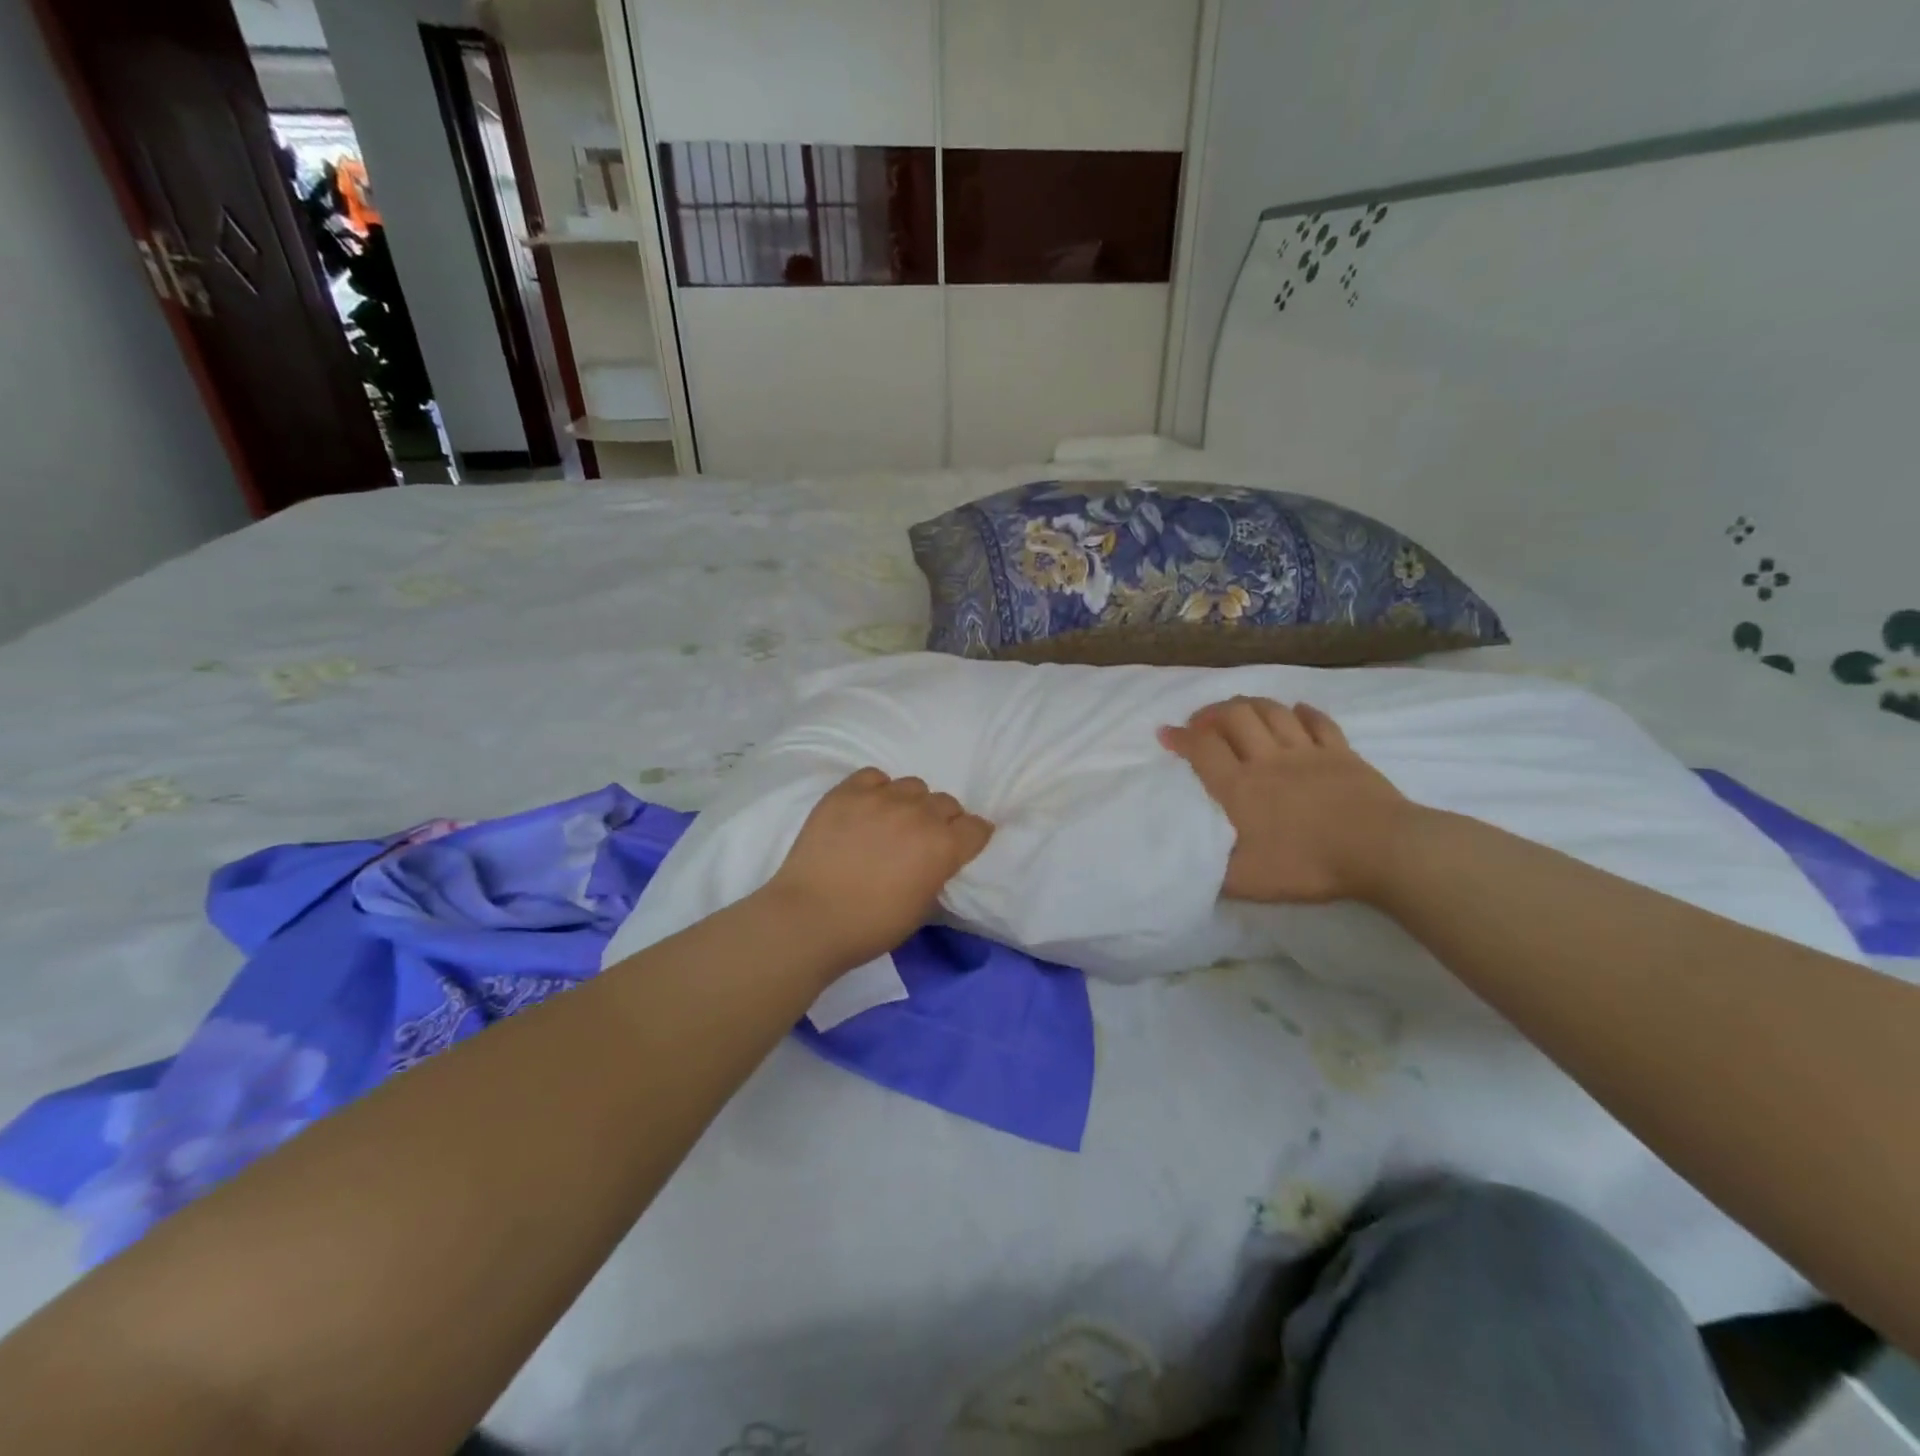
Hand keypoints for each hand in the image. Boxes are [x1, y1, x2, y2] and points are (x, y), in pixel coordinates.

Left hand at [760, 768, 994, 972]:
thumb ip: (937, 874)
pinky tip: (866, 809)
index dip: (971, 838)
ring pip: (913, 786)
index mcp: (943, 847)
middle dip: (942, 820)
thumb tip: (936, 860)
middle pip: (947, 803)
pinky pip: (875, 776)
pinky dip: (877, 790)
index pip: (977, 827)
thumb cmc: (871, 926)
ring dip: (911, 803)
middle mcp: (919, 814)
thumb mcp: (922, 908)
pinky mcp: (847, 792)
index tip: (962, 846)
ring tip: (892, 822)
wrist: (810, 918)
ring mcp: (882, 798)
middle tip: (923, 839)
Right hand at [1159, 697, 1412, 904]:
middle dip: (1211, 713)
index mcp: (1239, 787)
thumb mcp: (1248, 881)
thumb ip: (1215, 871)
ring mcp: (1307, 751)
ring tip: (1238, 711)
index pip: (1202, 749)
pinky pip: (1318, 722)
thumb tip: (1190, 866)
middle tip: (1200, 721)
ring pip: (1272, 712)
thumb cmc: (1308, 864)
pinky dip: (1302, 712)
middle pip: (1235, 717)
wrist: (1381, 850)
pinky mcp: (1341, 752)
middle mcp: (1267, 759)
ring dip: (1249, 705)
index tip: (1165, 733)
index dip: (1180, 737)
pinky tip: (1295, 711)